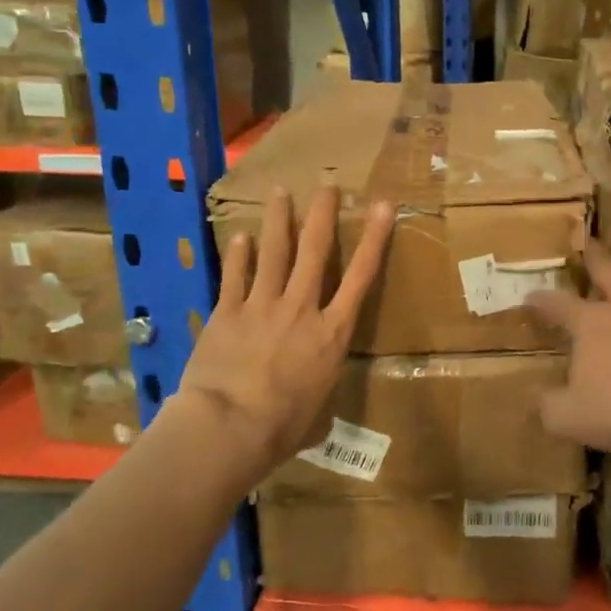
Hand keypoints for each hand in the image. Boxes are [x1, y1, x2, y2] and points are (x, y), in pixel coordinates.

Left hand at [176, 185, 392, 470]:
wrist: (229, 426)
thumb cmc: (283, 426)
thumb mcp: (317, 409)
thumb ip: (317, 388)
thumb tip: (311, 399)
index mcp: (332, 333)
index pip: (361, 276)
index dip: (375, 238)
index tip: (383, 206)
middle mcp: (302, 309)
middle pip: (315, 251)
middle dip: (323, 214)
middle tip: (327, 184)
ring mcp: (262, 307)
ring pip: (274, 253)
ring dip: (280, 220)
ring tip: (280, 192)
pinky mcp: (228, 313)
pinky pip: (235, 277)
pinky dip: (239, 255)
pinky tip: (240, 235)